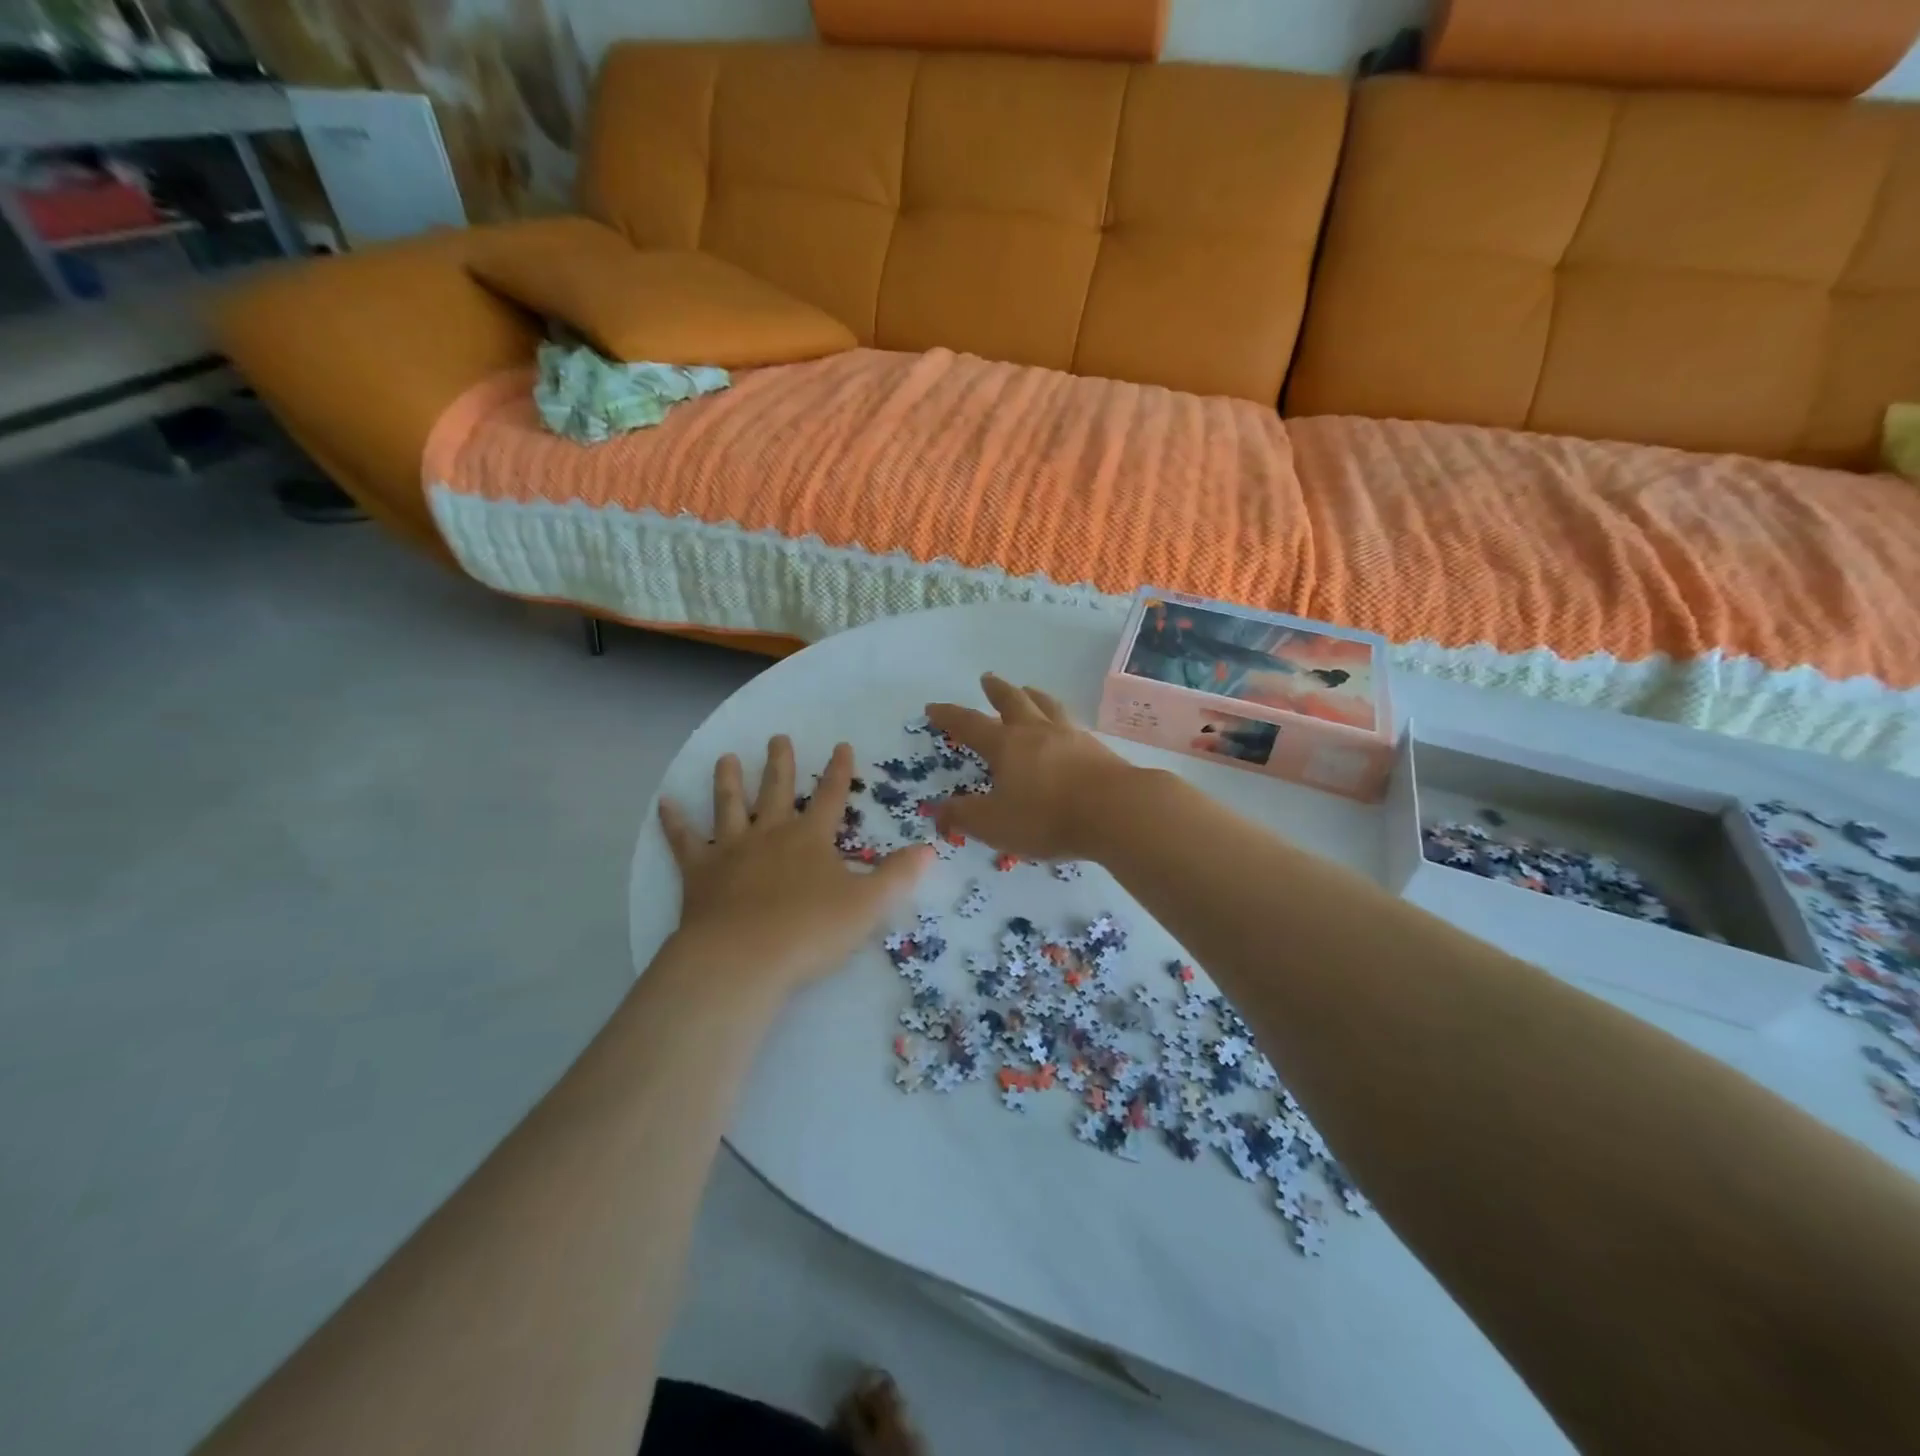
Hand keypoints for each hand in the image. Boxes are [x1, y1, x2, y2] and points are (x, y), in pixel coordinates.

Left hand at [659, 738, 930, 998]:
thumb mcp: (867, 906)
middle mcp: (771, 833)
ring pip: (730, 805)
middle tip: (778, 737)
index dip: (839, 771)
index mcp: (811, 838)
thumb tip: (930, 849)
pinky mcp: (699, 872)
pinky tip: (664, 802)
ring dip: (729, 780)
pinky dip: (674, 821)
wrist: (742, 959)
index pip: (832, 796)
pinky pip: (684, 840)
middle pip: (778, 790)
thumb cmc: (809, 931)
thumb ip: (898, 876)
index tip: (841, 745)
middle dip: (781, 763)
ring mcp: (732, 850)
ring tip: (726, 757)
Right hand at [925, 674, 1136, 861]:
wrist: (1115, 810)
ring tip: (1029, 690)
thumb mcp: (994, 824)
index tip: (933, 707)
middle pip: (1013, 702)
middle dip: (996, 691)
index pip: (970, 725)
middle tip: (987, 679)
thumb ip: (964, 816)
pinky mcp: (1096, 748)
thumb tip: (938, 809)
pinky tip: (1066, 726)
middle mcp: (1036, 732)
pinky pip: (1071, 723)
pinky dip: (1060, 718)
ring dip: (1033, 696)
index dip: (949, 716)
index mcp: (1006, 745)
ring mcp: (1070, 736)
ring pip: (1046, 706)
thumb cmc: (1047, 816)